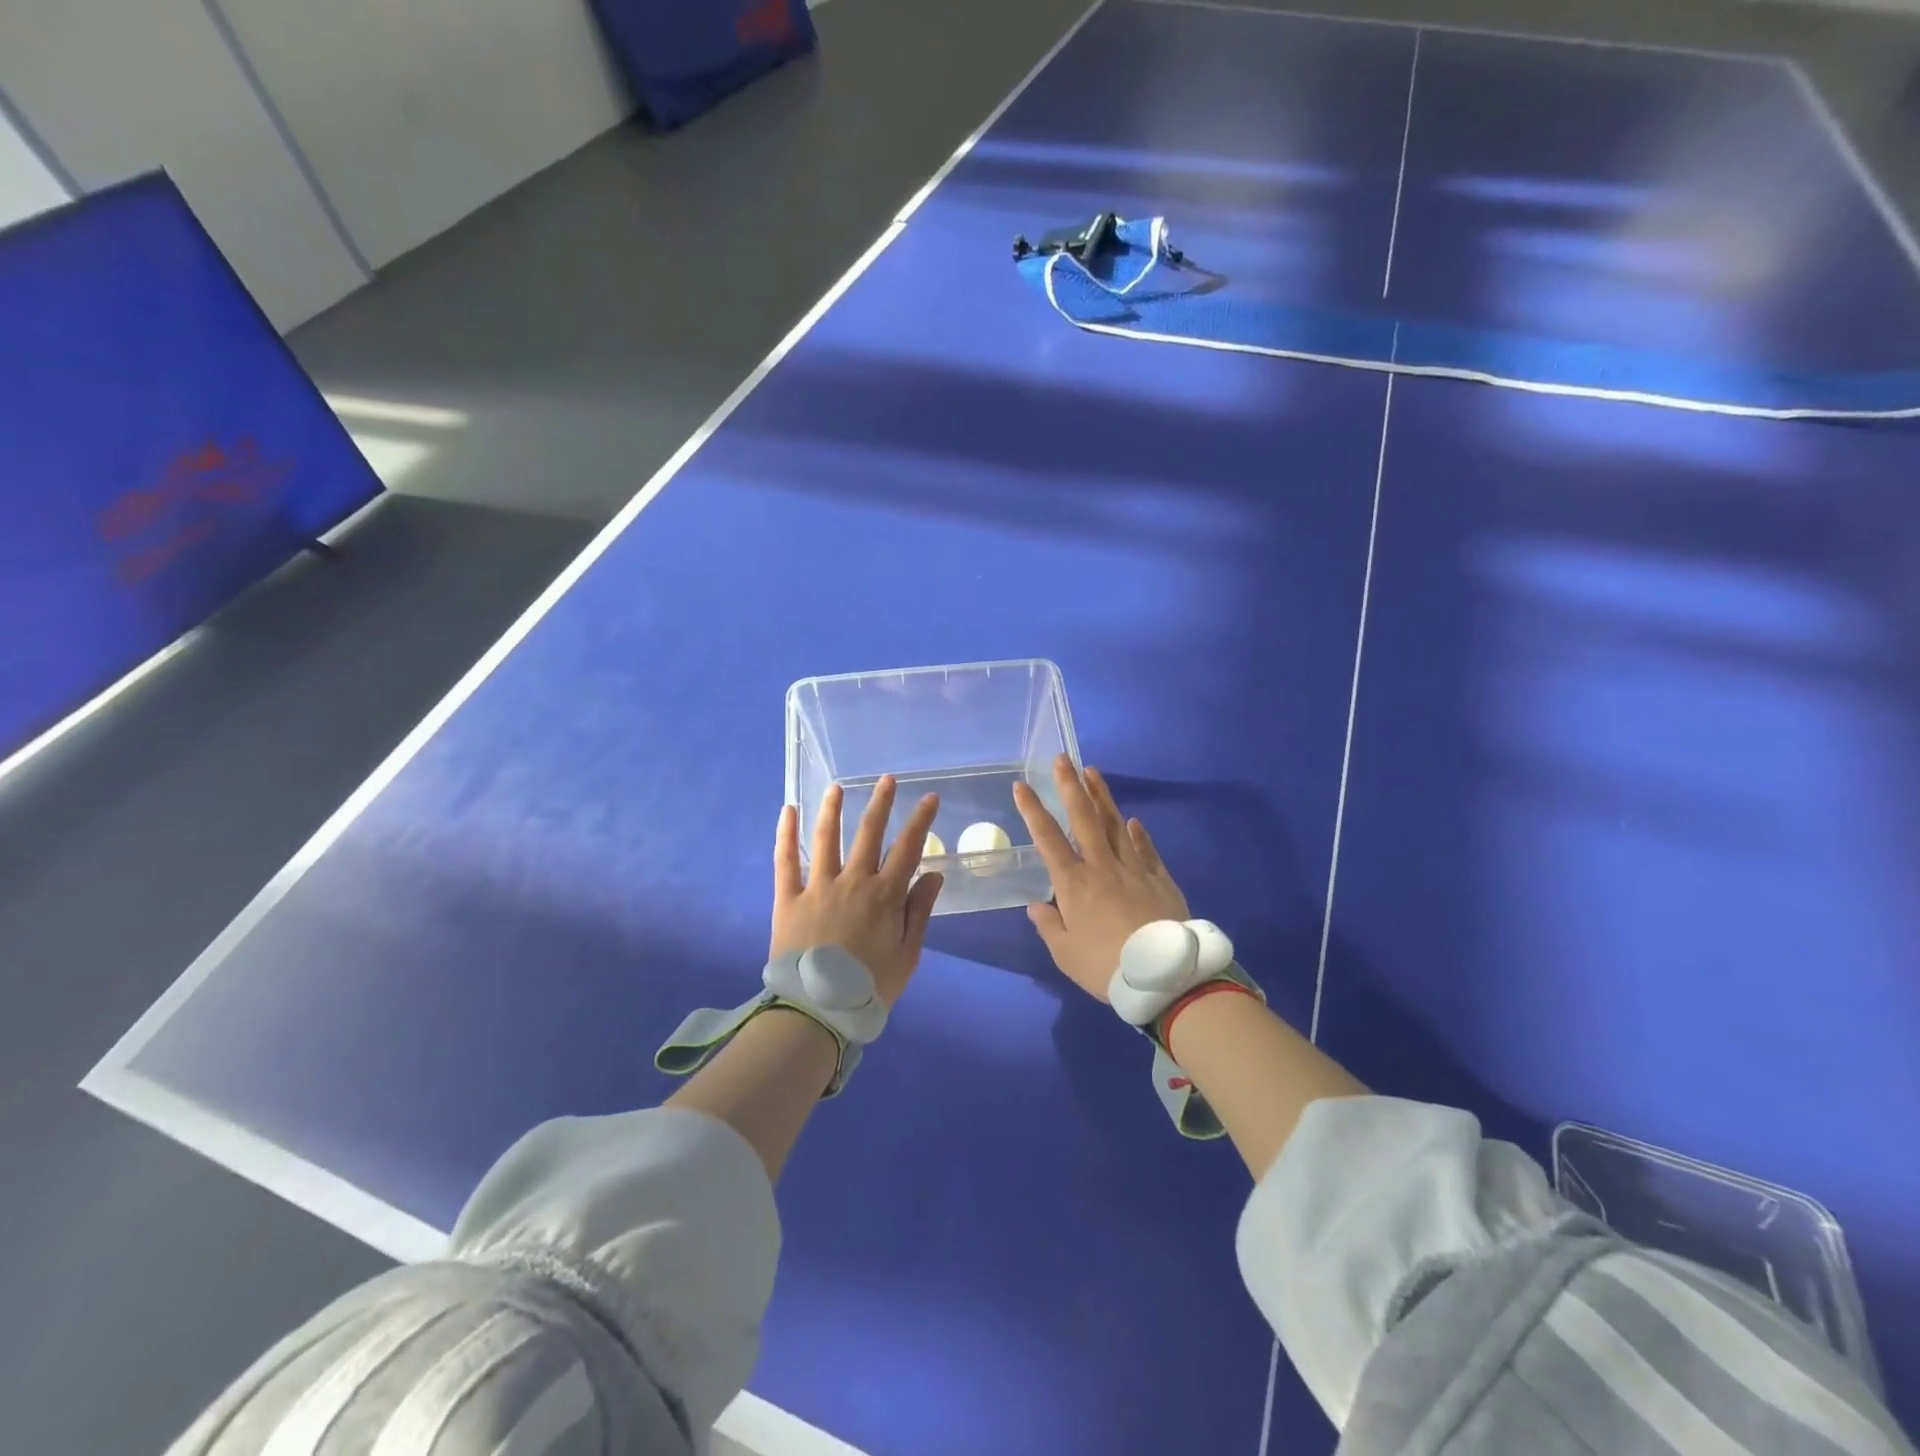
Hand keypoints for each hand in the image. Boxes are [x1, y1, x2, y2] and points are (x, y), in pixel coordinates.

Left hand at [771, 777, 943, 1007]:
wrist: (817, 1011)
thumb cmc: (869, 987)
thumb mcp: (907, 954)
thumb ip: (920, 911)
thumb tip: (933, 874)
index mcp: (885, 895)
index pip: (908, 848)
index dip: (921, 820)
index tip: (929, 798)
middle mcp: (853, 881)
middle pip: (869, 833)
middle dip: (880, 802)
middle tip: (886, 779)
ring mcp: (818, 886)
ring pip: (827, 837)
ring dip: (833, 808)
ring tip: (837, 786)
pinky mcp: (789, 898)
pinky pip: (785, 860)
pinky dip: (785, 834)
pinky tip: (787, 811)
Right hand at [1012, 755, 1190, 1000]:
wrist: (1165, 975)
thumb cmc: (1106, 966)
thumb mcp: (1066, 954)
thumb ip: (1049, 926)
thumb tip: (1036, 906)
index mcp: (1073, 884)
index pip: (1048, 839)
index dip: (1033, 810)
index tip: (1022, 786)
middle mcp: (1102, 866)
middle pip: (1084, 818)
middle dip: (1070, 786)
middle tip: (1062, 758)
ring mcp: (1134, 869)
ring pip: (1115, 824)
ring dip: (1102, 797)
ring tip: (1092, 772)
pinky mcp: (1160, 878)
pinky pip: (1145, 849)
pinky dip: (1137, 833)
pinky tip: (1133, 821)